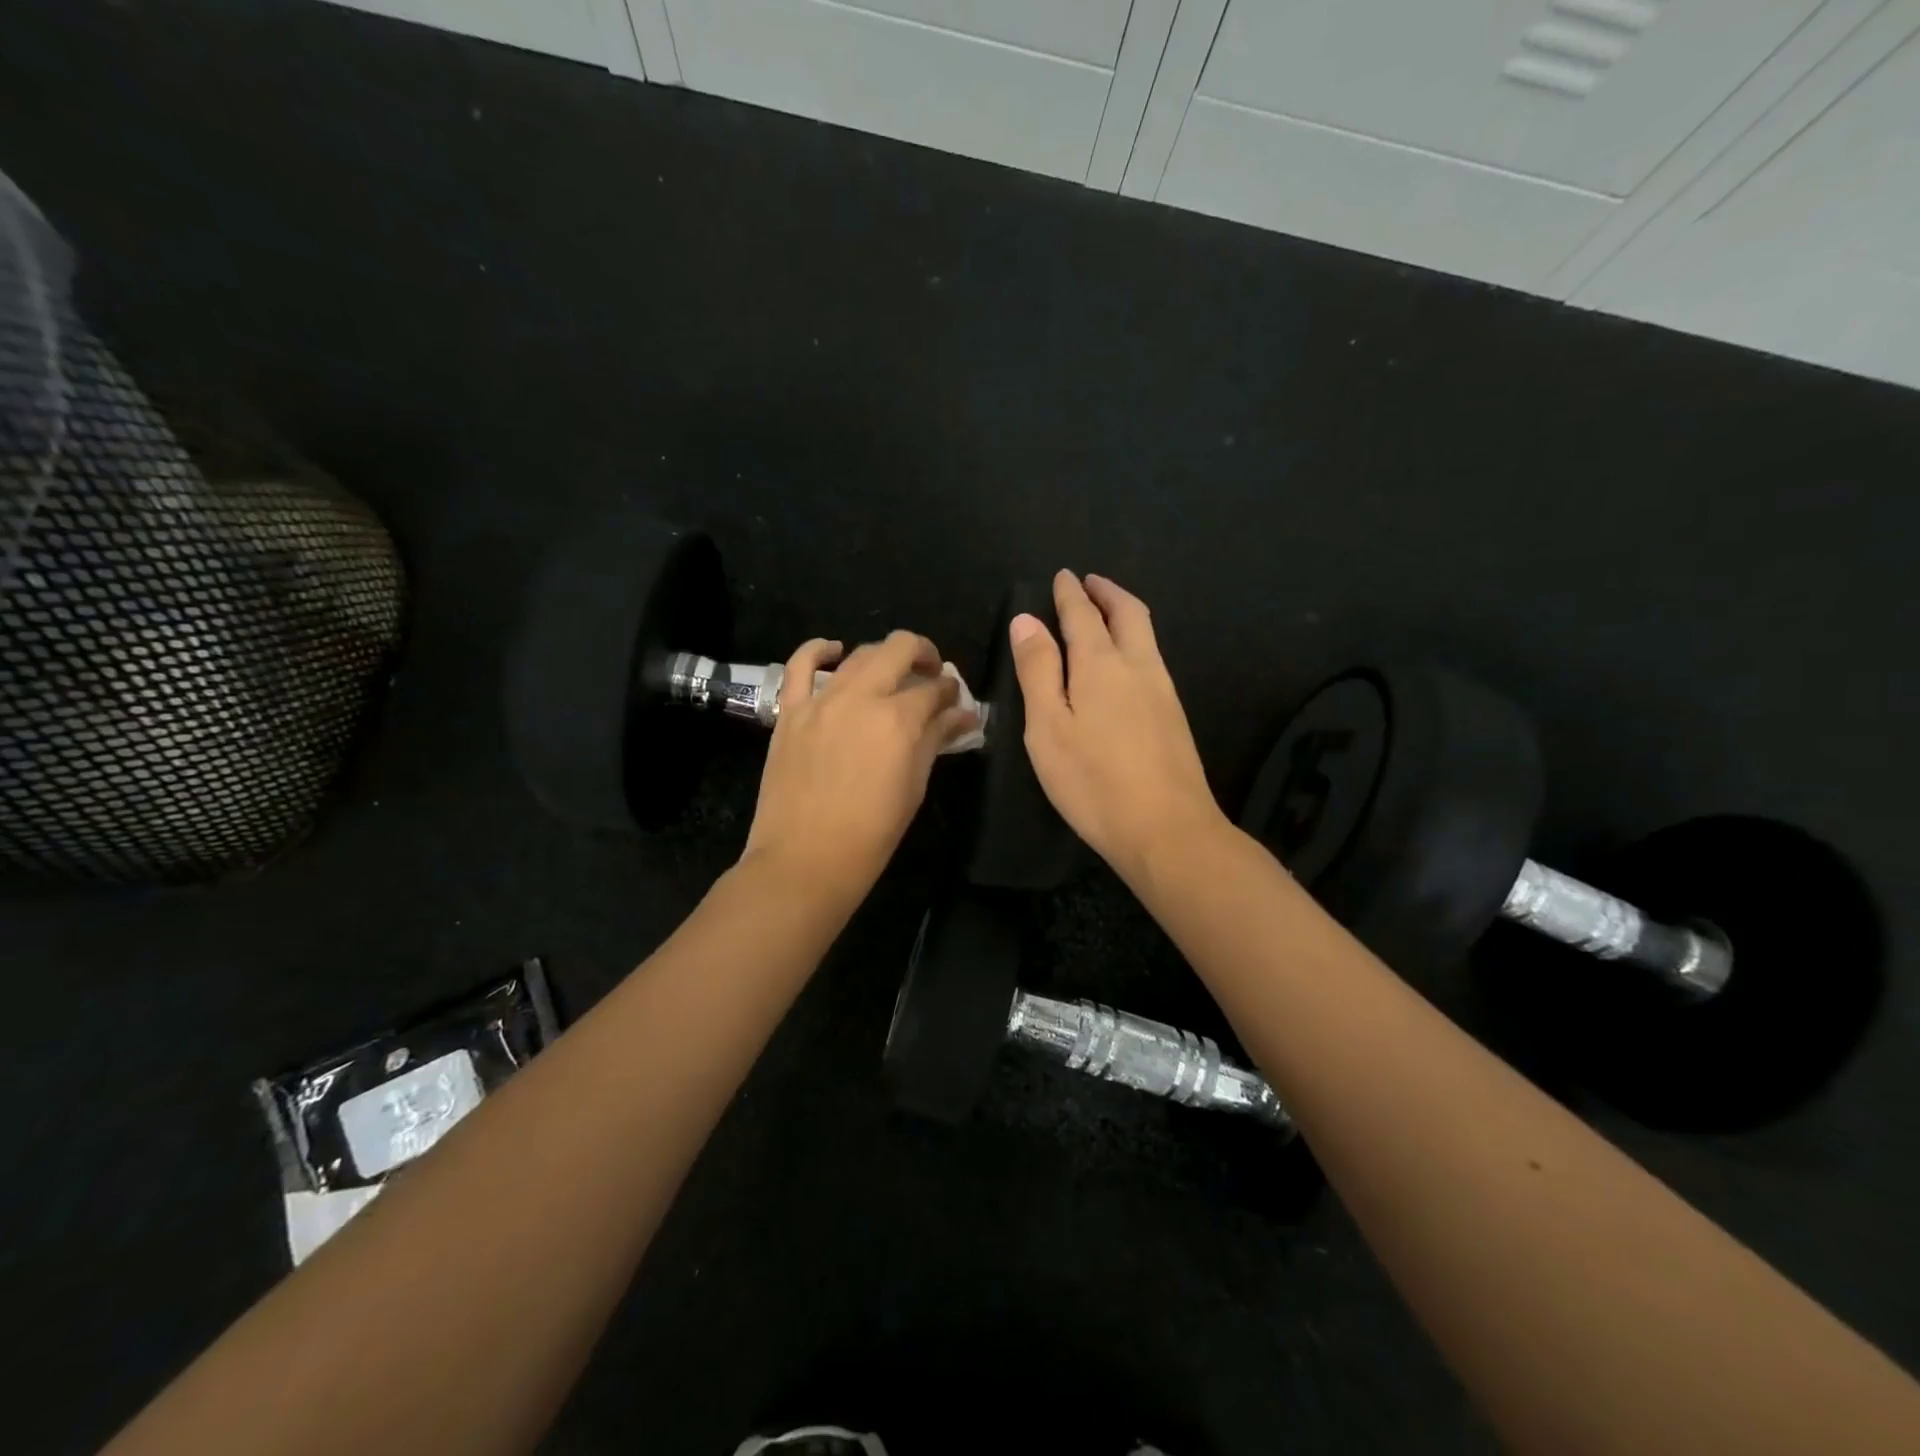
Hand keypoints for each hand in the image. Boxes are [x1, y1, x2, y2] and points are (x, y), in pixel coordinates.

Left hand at [744, 630, 976, 903]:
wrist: (805, 859)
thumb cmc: (871, 833)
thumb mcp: (914, 786)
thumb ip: (936, 741)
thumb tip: (963, 717)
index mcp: (899, 719)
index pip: (935, 689)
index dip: (950, 692)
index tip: (955, 702)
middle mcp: (861, 697)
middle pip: (899, 649)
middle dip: (923, 655)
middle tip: (930, 675)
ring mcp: (821, 700)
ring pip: (858, 654)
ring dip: (883, 656)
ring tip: (892, 673)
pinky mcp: (790, 710)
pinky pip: (800, 665)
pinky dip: (819, 650)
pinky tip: (833, 650)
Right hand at [1009, 571, 1228, 883]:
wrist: (1167, 829)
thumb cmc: (1094, 781)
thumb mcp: (1048, 727)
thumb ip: (1038, 671)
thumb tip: (1026, 621)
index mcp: (1101, 664)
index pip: (1083, 615)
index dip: (1070, 593)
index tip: (1064, 575)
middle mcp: (1138, 666)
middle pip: (1127, 613)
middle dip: (1107, 592)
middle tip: (1090, 582)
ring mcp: (1163, 690)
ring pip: (1146, 635)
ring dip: (1124, 613)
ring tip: (1106, 612)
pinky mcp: (1174, 715)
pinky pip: (1152, 658)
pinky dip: (1135, 640)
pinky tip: (1125, 661)